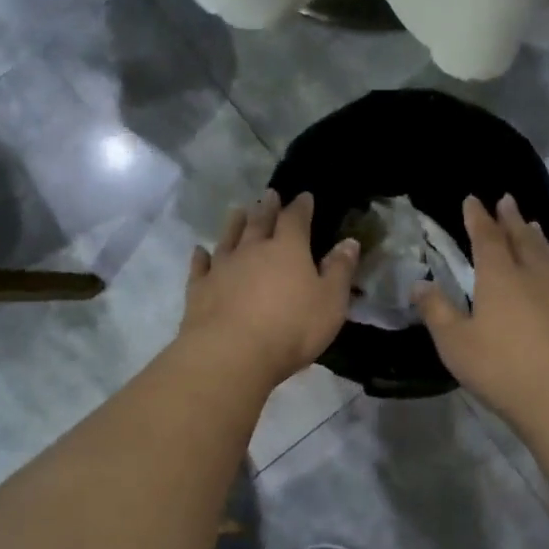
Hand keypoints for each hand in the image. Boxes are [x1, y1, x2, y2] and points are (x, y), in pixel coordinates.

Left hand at [182, 190, 359, 389]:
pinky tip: (200, 251)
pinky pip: (200, 266)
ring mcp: (222, 267)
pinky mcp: (199, 289)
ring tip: (237, 211)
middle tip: (269, 195)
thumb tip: (349, 242)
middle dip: (267, 208)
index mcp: (288, 249)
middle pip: (259, 222)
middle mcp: (252, 250)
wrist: (231, 354)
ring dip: (235, 223)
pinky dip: (201, 256)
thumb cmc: (291, 328)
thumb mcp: (330, 303)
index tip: (304, 197)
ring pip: (229, 238)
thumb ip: (340, 271)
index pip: (295, 220)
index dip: (301, 207)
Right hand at [414, 195, 548, 433]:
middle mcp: (534, 273)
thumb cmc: (502, 369)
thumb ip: (436, 311)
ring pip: (548, 252)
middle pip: (521, 237)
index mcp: (500, 277)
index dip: (477, 217)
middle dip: (510, 218)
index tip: (472, 199)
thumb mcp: (455, 344)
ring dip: (536, 235)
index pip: (486, 237)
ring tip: (532, 224)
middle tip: (506, 200)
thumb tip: (419, 283)